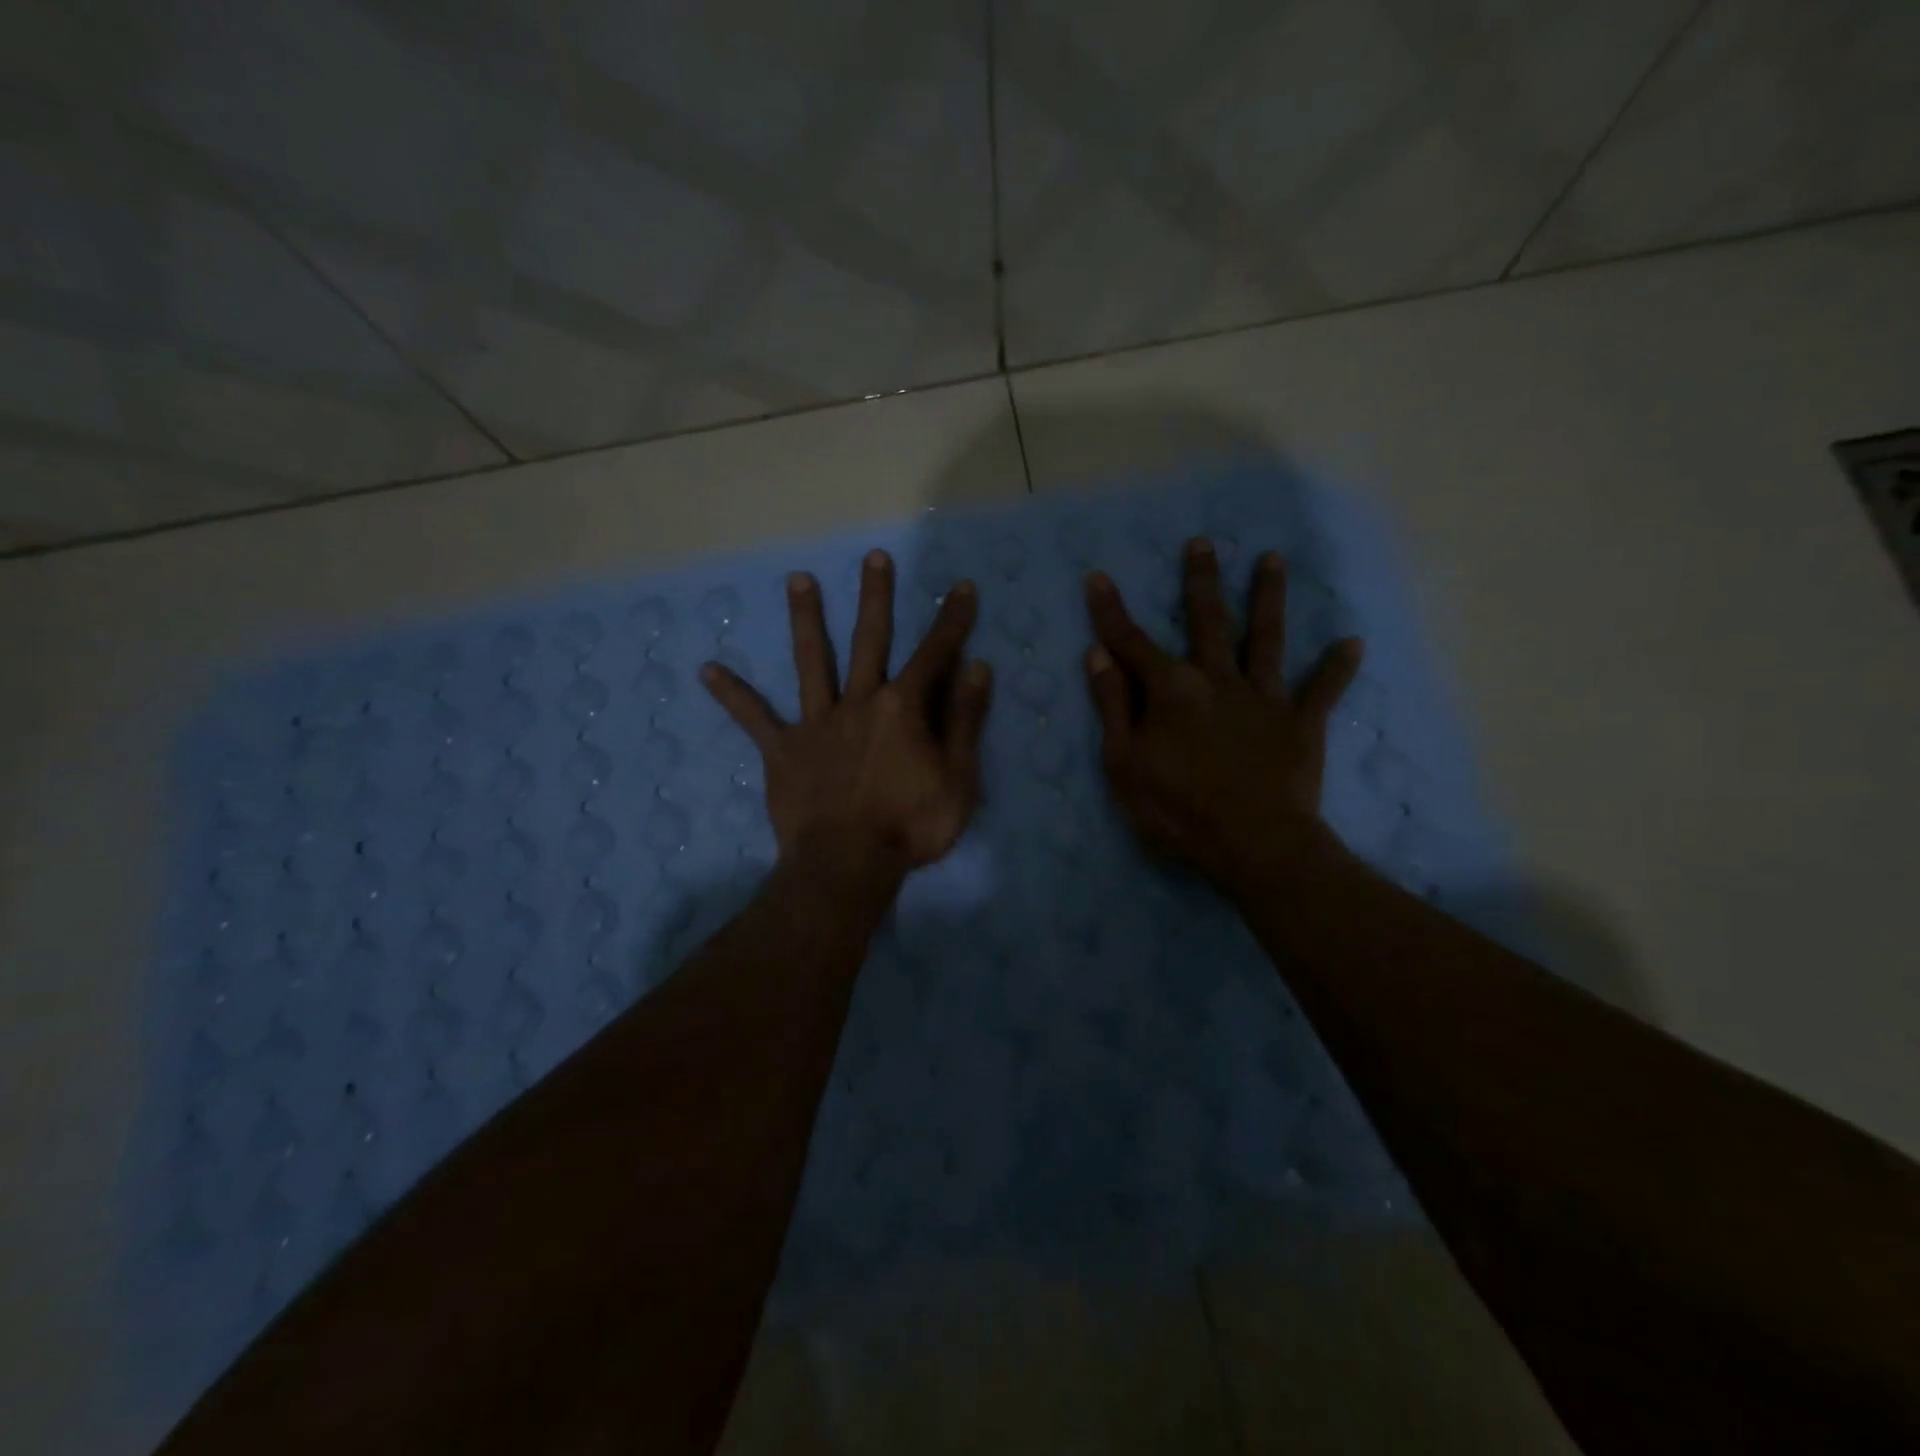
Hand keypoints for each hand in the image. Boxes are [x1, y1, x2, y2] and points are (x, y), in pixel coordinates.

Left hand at [701, 550, 992, 882]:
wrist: (846, 866)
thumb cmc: (911, 826)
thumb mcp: (958, 779)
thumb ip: (965, 721)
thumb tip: (976, 667)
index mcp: (903, 708)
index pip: (935, 654)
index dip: (952, 620)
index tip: (961, 587)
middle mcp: (859, 702)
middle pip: (870, 640)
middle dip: (875, 597)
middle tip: (873, 557)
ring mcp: (818, 724)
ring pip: (811, 662)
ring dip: (806, 620)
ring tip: (797, 580)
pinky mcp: (783, 750)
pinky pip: (754, 719)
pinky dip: (733, 696)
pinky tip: (707, 671)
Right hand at [1085, 538, 1362, 893]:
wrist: (1254, 844)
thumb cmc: (1177, 809)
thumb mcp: (1124, 763)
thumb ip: (1113, 707)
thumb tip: (1098, 656)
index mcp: (1172, 691)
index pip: (1132, 643)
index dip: (1111, 612)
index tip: (1098, 577)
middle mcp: (1218, 680)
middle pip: (1208, 621)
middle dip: (1201, 581)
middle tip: (1203, 542)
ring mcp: (1263, 698)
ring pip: (1265, 639)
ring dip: (1268, 598)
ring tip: (1273, 560)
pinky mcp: (1301, 723)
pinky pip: (1322, 691)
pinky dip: (1337, 668)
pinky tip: (1352, 642)